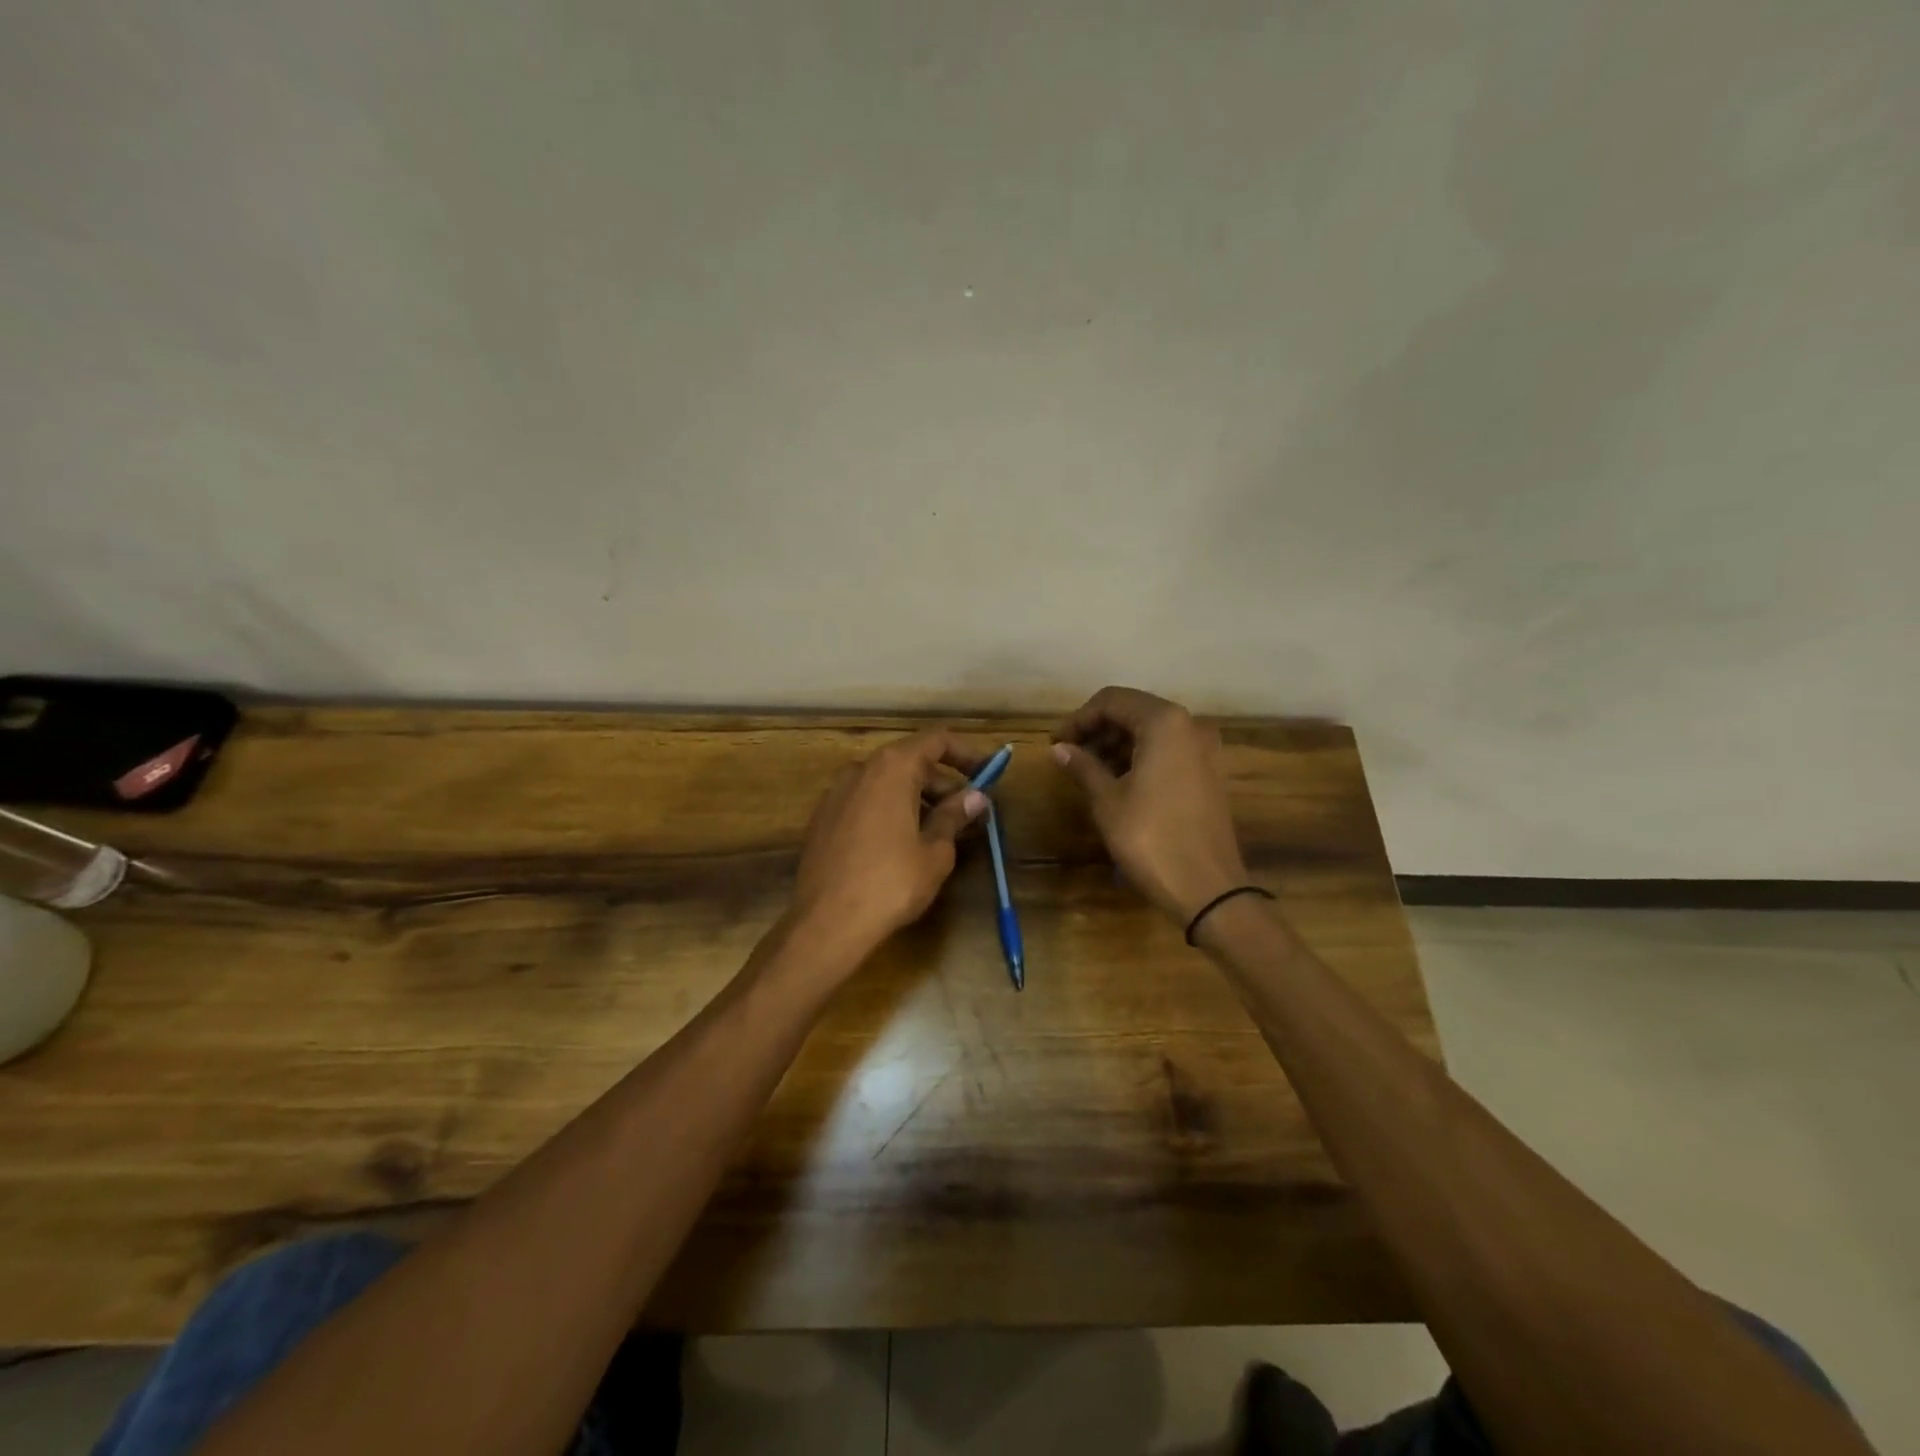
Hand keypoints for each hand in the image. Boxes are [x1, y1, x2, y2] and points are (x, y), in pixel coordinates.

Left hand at [790, 729, 988, 963]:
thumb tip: (975, 797)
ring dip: (918, 798)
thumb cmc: (891, 883)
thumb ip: (954, 816)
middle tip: (969, 812)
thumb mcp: (935, 851)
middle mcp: (861, 769)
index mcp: (892, 768)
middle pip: (911, 762)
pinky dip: (891, 810)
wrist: (825, 922)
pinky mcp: (823, 818)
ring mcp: (836, 793)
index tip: (988, 774)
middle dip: (944, 783)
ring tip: (941, 831)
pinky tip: (903, 843)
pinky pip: (866, 801)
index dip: (967, 753)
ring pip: (887, 783)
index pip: (936, 741)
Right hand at [1051, 687, 1249, 925]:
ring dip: (1117, 744)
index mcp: (1165, 722)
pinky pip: (1168, 751)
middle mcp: (1190, 725)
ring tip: (1087, 771)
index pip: (1111, 701)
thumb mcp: (1107, 800)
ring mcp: (1204, 749)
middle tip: (1068, 756)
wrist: (1208, 888)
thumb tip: (1059, 748)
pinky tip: (1117, 781)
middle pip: (1133, 712)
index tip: (1055, 743)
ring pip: (1151, 732)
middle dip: (1097, 730)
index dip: (1078, 719)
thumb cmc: (1150, 838)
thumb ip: (1083, 766)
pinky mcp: (1209, 773)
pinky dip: (1139, 757)